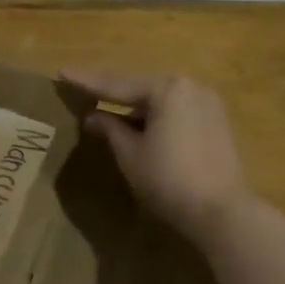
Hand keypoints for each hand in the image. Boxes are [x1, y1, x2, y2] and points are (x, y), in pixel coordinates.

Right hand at [61, 69, 252, 243]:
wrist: (222, 212)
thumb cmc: (169, 180)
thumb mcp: (130, 154)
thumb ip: (110, 129)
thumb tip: (92, 116)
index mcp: (167, 89)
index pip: (117, 85)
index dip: (87, 81)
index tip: (62, 72)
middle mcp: (190, 87)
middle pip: (141, 88)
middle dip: (113, 93)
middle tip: (83, 90)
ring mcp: (207, 104)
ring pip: (160, 100)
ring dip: (134, 107)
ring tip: (106, 109)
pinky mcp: (216, 123)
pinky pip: (176, 111)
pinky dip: (155, 117)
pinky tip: (138, 125)